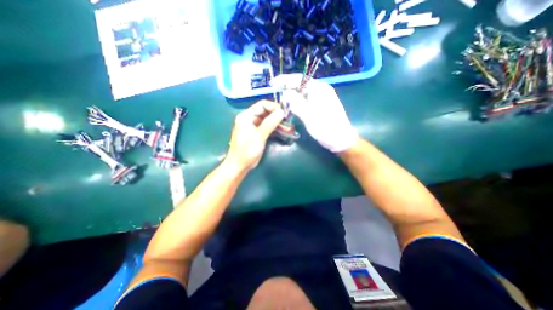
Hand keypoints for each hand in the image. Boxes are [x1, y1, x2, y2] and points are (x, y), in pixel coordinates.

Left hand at [226, 100, 284, 169]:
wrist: (239, 165)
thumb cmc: (247, 150)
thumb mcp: (259, 136)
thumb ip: (270, 123)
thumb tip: (281, 111)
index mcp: (246, 116)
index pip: (262, 105)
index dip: (274, 107)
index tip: (285, 113)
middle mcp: (248, 118)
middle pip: (264, 111)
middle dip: (276, 114)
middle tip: (287, 119)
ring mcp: (252, 126)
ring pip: (266, 118)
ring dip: (276, 121)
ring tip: (286, 125)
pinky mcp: (255, 132)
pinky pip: (265, 126)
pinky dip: (273, 127)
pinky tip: (280, 130)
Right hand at [272, 73, 358, 153]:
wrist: (341, 140)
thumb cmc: (326, 128)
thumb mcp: (310, 116)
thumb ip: (297, 103)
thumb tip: (286, 93)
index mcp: (320, 89)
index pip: (299, 79)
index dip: (285, 79)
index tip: (273, 83)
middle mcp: (320, 91)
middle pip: (300, 85)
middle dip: (287, 89)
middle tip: (277, 96)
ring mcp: (321, 99)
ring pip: (302, 94)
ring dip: (292, 97)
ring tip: (282, 103)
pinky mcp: (319, 106)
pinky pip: (305, 101)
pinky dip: (297, 103)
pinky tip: (291, 108)